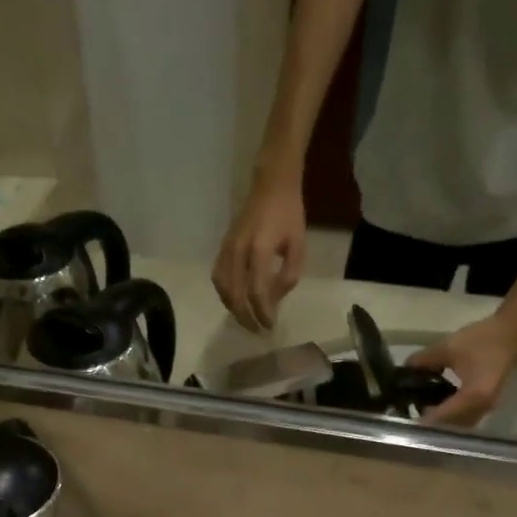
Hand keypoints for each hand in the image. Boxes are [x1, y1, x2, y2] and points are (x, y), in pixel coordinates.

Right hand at [213, 176, 306, 331]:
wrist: (271, 186)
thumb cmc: (289, 215)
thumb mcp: (298, 246)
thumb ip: (287, 275)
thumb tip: (273, 300)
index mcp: (259, 250)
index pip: (257, 292)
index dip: (263, 313)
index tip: (270, 326)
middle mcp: (238, 252)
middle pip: (236, 295)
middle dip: (247, 317)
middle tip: (257, 331)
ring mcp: (227, 249)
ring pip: (223, 289)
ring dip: (233, 309)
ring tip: (246, 320)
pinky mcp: (221, 248)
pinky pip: (218, 278)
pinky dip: (225, 295)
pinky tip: (235, 302)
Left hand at [408, 312, 516, 427]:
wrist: (512, 332)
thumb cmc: (482, 339)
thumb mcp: (447, 347)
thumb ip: (423, 360)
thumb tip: (405, 369)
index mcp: (472, 396)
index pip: (442, 417)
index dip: (422, 418)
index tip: (405, 416)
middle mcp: (481, 408)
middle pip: (451, 425)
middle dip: (431, 422)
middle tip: (411, 413)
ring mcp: (487, 407)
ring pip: (460, 424)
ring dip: (443, 420)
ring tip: (423, 409)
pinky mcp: (488, 402)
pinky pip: (467, 417)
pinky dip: (452, 415)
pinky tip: (439, 404)